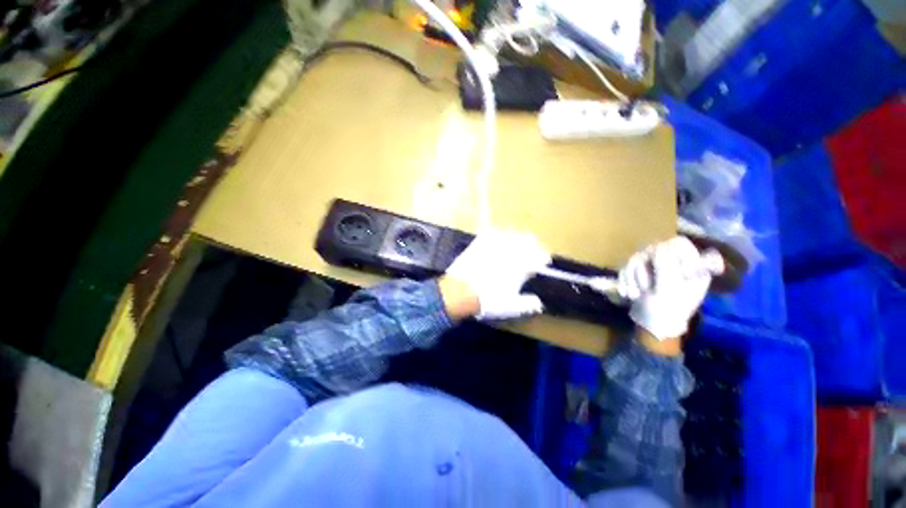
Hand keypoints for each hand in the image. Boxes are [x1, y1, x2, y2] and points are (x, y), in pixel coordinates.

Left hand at [444, 229, 550, 320]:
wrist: (461, 291)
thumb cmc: (488, 299)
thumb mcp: (511, 307)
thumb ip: (527, 304)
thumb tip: (538, 303)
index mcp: (521, 265)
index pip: (539, 256)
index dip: (542, 258)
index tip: (543, 261)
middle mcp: (510, 251)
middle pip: (528, 240)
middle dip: (533, 244)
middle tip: (532, 250)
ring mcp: (494, 245)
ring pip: (511, 233)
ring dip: (517, 237)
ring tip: (516, 242)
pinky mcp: (480, 242)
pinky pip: (492, 232)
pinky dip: (498, 234)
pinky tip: (498, 237)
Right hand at [619, 237, 714, 339]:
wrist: (652, 325)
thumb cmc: (668, 310)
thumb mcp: (670, 290)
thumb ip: (667, 267)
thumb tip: (658, 247)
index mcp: (690, 265)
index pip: (679, 243)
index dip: (669, 251)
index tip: (662, 269)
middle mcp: (672, 262)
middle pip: (652, 249)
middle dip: (643, 269)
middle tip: (645, 286)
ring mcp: (653, 266)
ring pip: (636, 258)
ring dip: (632, 277)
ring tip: (635, 294)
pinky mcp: (638, 272)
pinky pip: (626, 267)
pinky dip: (624, 280)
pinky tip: (627, 293)